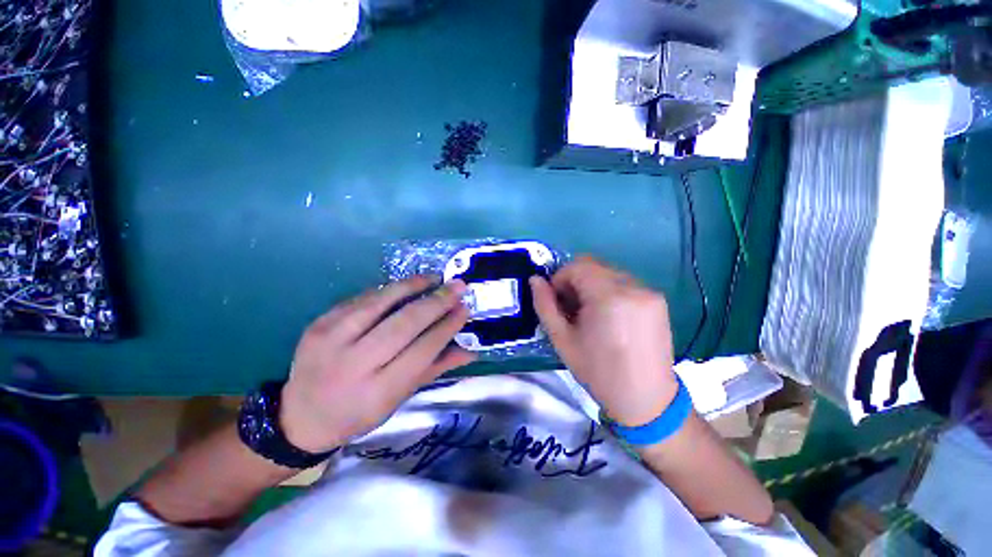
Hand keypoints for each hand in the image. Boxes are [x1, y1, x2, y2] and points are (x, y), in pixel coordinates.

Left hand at [280, 277, 474, 452]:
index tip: (465, 308)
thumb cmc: (359, 413)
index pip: (422, 350)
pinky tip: (405, 285)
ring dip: (412, 286)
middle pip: (404, 324)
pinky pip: (360, 299)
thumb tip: (471, 349)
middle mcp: (354, 365)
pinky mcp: (319, 324)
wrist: (300, 417)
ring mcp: (331, 340)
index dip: (447, 326)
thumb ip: (436, 369)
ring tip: (434, 277)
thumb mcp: (400, 398)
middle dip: (436, 301)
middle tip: (458, 286)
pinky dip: (387, 290)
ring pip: (380, 303)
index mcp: (378, 391)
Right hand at [530, 257, 677, 426]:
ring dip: (592, 285)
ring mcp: (649, 292)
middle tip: (571, 308)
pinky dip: (610, 291)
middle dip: (575, 281)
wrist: (646, 400)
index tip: (556, 300)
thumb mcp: (562, 340)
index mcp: (609, 297)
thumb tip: (535, 280)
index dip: (560, 278)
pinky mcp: (658, 300)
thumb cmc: (599, 372)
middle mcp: (633, 287)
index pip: (578, 266)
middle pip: (594, 265)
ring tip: (590, 314)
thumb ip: (545, 306)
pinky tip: (609, 317)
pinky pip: (625, 283)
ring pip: (609, 273)